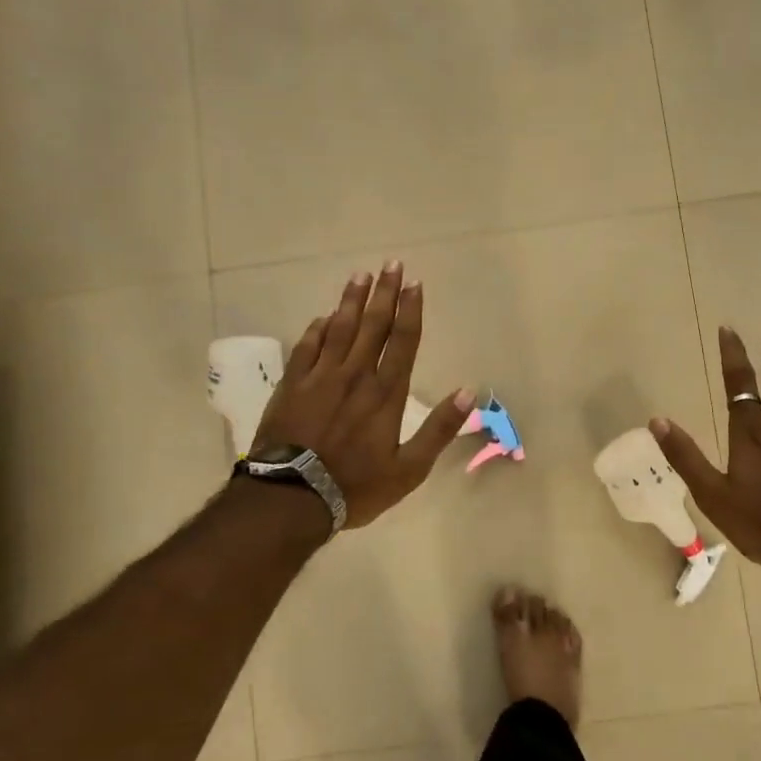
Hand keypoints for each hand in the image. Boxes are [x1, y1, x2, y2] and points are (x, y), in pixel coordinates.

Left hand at [253, 262, 475, 530]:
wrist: (292, 497)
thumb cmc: (355, 486)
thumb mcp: (409, 470)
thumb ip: (439, 429)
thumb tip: (468, 393)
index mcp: (386, 393)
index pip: (403, 340)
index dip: (410, 309)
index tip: (414, 283)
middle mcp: (355, 375)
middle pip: (373, 325)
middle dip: (384, 292)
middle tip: (391, 263)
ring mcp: (320, 377)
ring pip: (339, 328)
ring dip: (351, 301)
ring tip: (360, 276)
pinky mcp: (292, 385)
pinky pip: (307, 347)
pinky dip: (317, 329)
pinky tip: (323, 317)